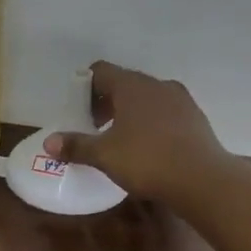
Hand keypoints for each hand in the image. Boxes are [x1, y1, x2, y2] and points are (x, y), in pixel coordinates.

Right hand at [42, 61, 227, 202]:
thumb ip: (76, 146)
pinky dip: (152, 123)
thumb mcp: (104, 155)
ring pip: (148, 98)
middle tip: (95, 127)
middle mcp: (157, 84)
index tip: (78, 109)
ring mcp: (180, 100)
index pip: (101, 71)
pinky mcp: (196, 118)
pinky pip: (166, 113)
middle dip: (107, 102)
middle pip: (125, 84)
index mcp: (131, 86)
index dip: (85, 86)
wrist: (201, 178)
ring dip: (131, 113)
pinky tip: (149, 148)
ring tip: (122, 139)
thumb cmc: (146, 160)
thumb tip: (48, 142)